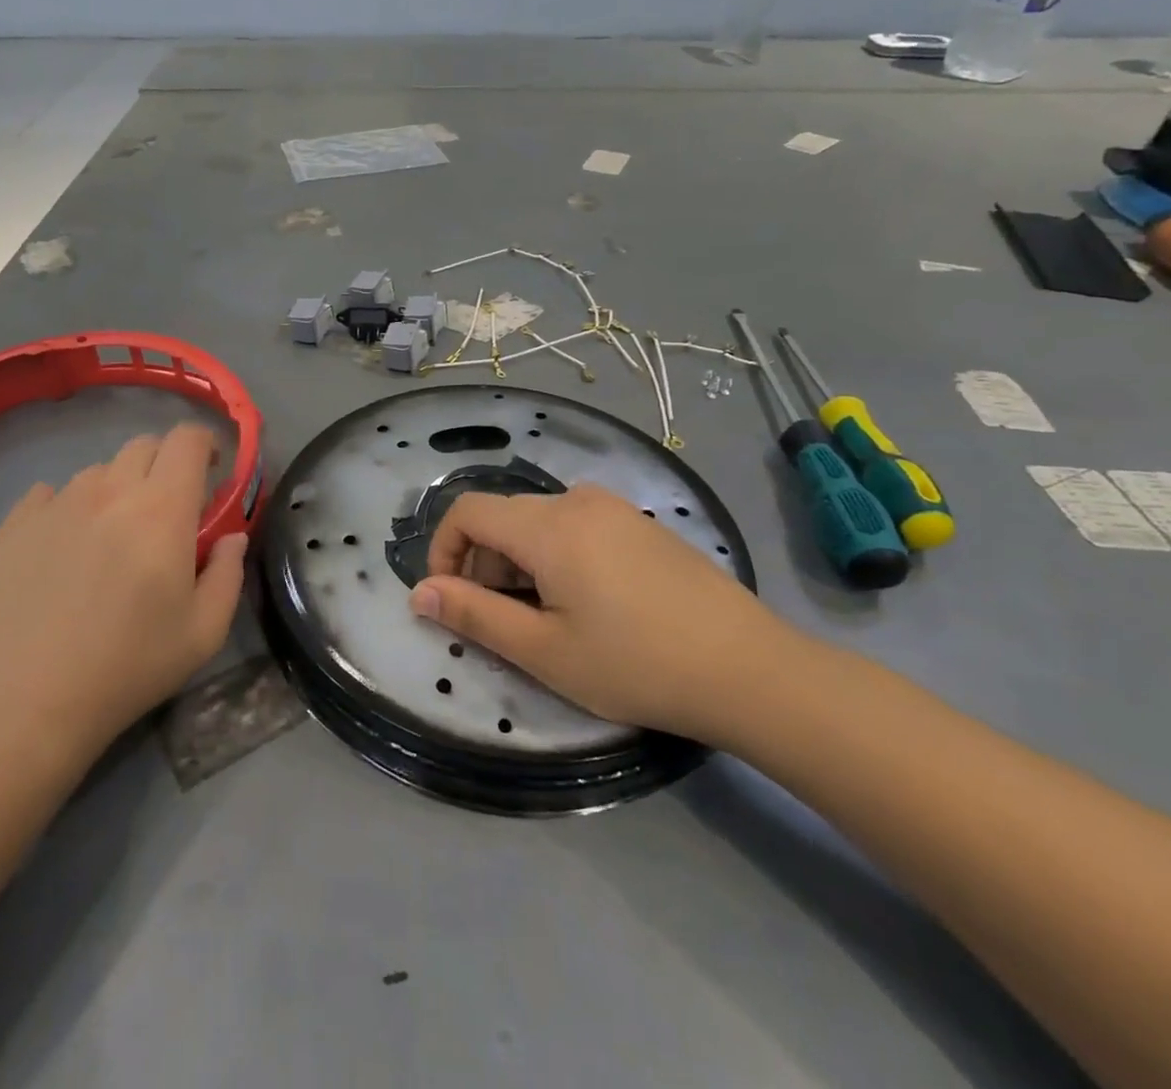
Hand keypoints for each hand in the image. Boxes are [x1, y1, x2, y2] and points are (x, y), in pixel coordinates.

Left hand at [0, 423, 248, 750]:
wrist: (20, 701)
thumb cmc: (126, 667)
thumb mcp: (203, 633)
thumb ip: (228, 575)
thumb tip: (232, 538)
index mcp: (161, 509)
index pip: (187, 440)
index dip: (204, 444)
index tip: (210, 471)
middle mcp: (109, 491)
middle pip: (144, 446)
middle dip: (165, 465)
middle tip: (166, 511)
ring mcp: (56, 503)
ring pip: (98, 472)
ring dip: (117, 490)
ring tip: (111, 537)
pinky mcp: (14, 523)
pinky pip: (50, 494)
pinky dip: (68, 508)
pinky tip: (64, 549)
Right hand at [408, 483, 791, 740]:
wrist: (750, 670)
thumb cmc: (635, 664)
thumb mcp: (544, 651)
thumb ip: (474, 615)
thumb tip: (420, 593)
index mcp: (548, 526)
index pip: (468, 511)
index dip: (444, 549)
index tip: (449, 598)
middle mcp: (577, 501)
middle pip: (504, 517)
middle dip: (483, 563)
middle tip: (502, 621)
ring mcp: (615, 508)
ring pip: (540, 522)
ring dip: (520, 562)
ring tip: (546, 617)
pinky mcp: (642, 524)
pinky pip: (577, 526)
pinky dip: (557, 556)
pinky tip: (590, 603)